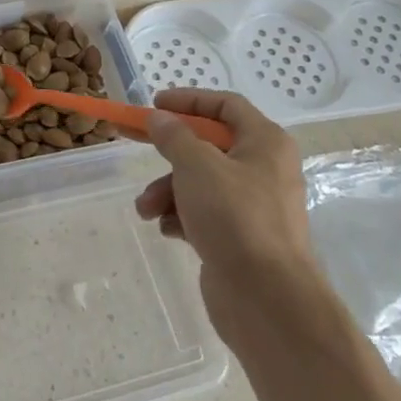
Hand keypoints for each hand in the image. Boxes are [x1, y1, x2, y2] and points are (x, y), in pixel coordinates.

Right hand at [133, 89, 316, 330]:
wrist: (267, 300)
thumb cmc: (235, 218)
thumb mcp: (197, 166)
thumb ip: (174, 136)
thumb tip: (159, 118)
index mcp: (265, 143)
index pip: (225, 105)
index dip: (188, 100)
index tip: (154, 105)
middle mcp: (264, 169)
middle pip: (208, 146)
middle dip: (169, 153)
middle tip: (133, 142)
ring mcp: (253, 207)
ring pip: (200, 183)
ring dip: (167, 190)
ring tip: (146, 209)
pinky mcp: (240, 238)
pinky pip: (204, 214)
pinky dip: (181, 216)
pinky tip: (167, 229)